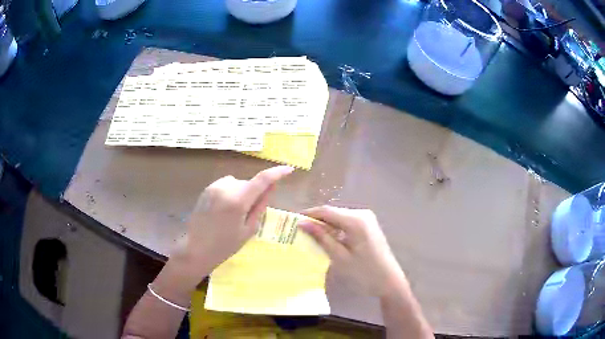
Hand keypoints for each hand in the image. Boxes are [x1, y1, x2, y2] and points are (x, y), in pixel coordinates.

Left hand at [164, 166, 293, 291]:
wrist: (196, 248)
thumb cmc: (225, 245)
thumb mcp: (249, 229)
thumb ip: (261, 205)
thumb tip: (272, 186)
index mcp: (238, 200)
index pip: (262, 179)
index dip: (277, 172)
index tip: (289, 170)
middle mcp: (225, 187)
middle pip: (249, 183)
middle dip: (255, 193)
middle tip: (251, 214)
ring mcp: (214, 186)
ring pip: (238, 184)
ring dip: (243, 193)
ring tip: (235, 213)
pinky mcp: (207, 188)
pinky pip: (227, 185)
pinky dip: (232, 193)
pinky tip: (225, 210)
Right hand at [299, 206, 404, 296]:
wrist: (389, 281)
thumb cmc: (364, 272)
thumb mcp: (340, 257)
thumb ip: (321, 238)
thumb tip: (302, 223)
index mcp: (356, 220)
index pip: (326, 211)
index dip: (308, 214)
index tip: (292, 222)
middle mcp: (362, 214)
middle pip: (333, 213)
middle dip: (316, 221)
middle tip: (299, 232)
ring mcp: (367, 220)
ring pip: (339, 218)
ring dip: (326, 226)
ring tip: (310, 238)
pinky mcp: (368, 226)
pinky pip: (347, 223)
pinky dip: (336, 230)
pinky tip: (328, 241)